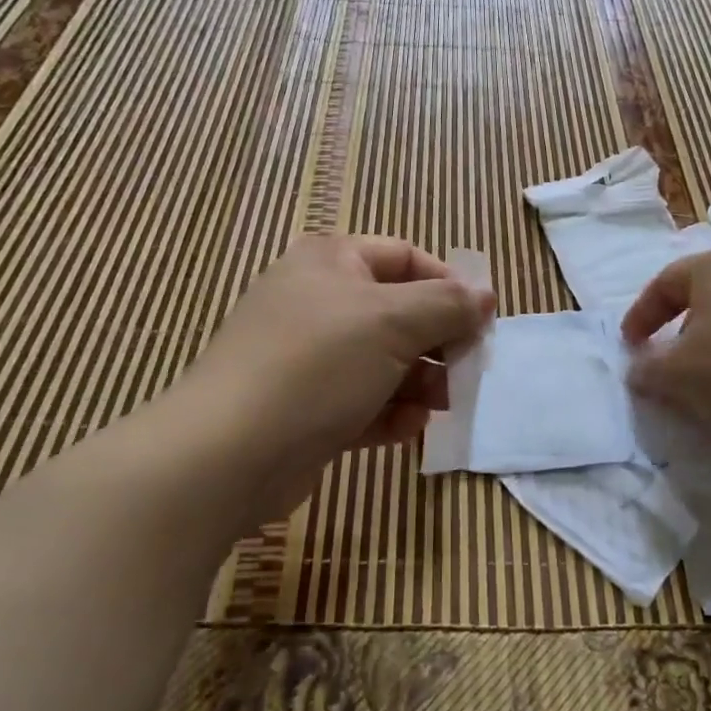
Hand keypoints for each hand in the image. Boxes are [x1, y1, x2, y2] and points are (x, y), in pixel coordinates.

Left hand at [184, 235, 493, 521]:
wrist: (226, 454)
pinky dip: (388, 412)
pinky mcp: (303, 407)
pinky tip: (406, 429)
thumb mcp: (393, 322)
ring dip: (418, 382)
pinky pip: (360, 400)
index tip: (482, 321)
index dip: (449, 285)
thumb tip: (484, 295)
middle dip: (436, 342)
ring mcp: (307, 357)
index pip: (405, 257)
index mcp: (331, 261)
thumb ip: (447, 304)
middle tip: (467, 370)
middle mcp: (317, 301)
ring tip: (442, 405)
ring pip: (382, 361)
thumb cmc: (317, 364)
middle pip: (397, 312)